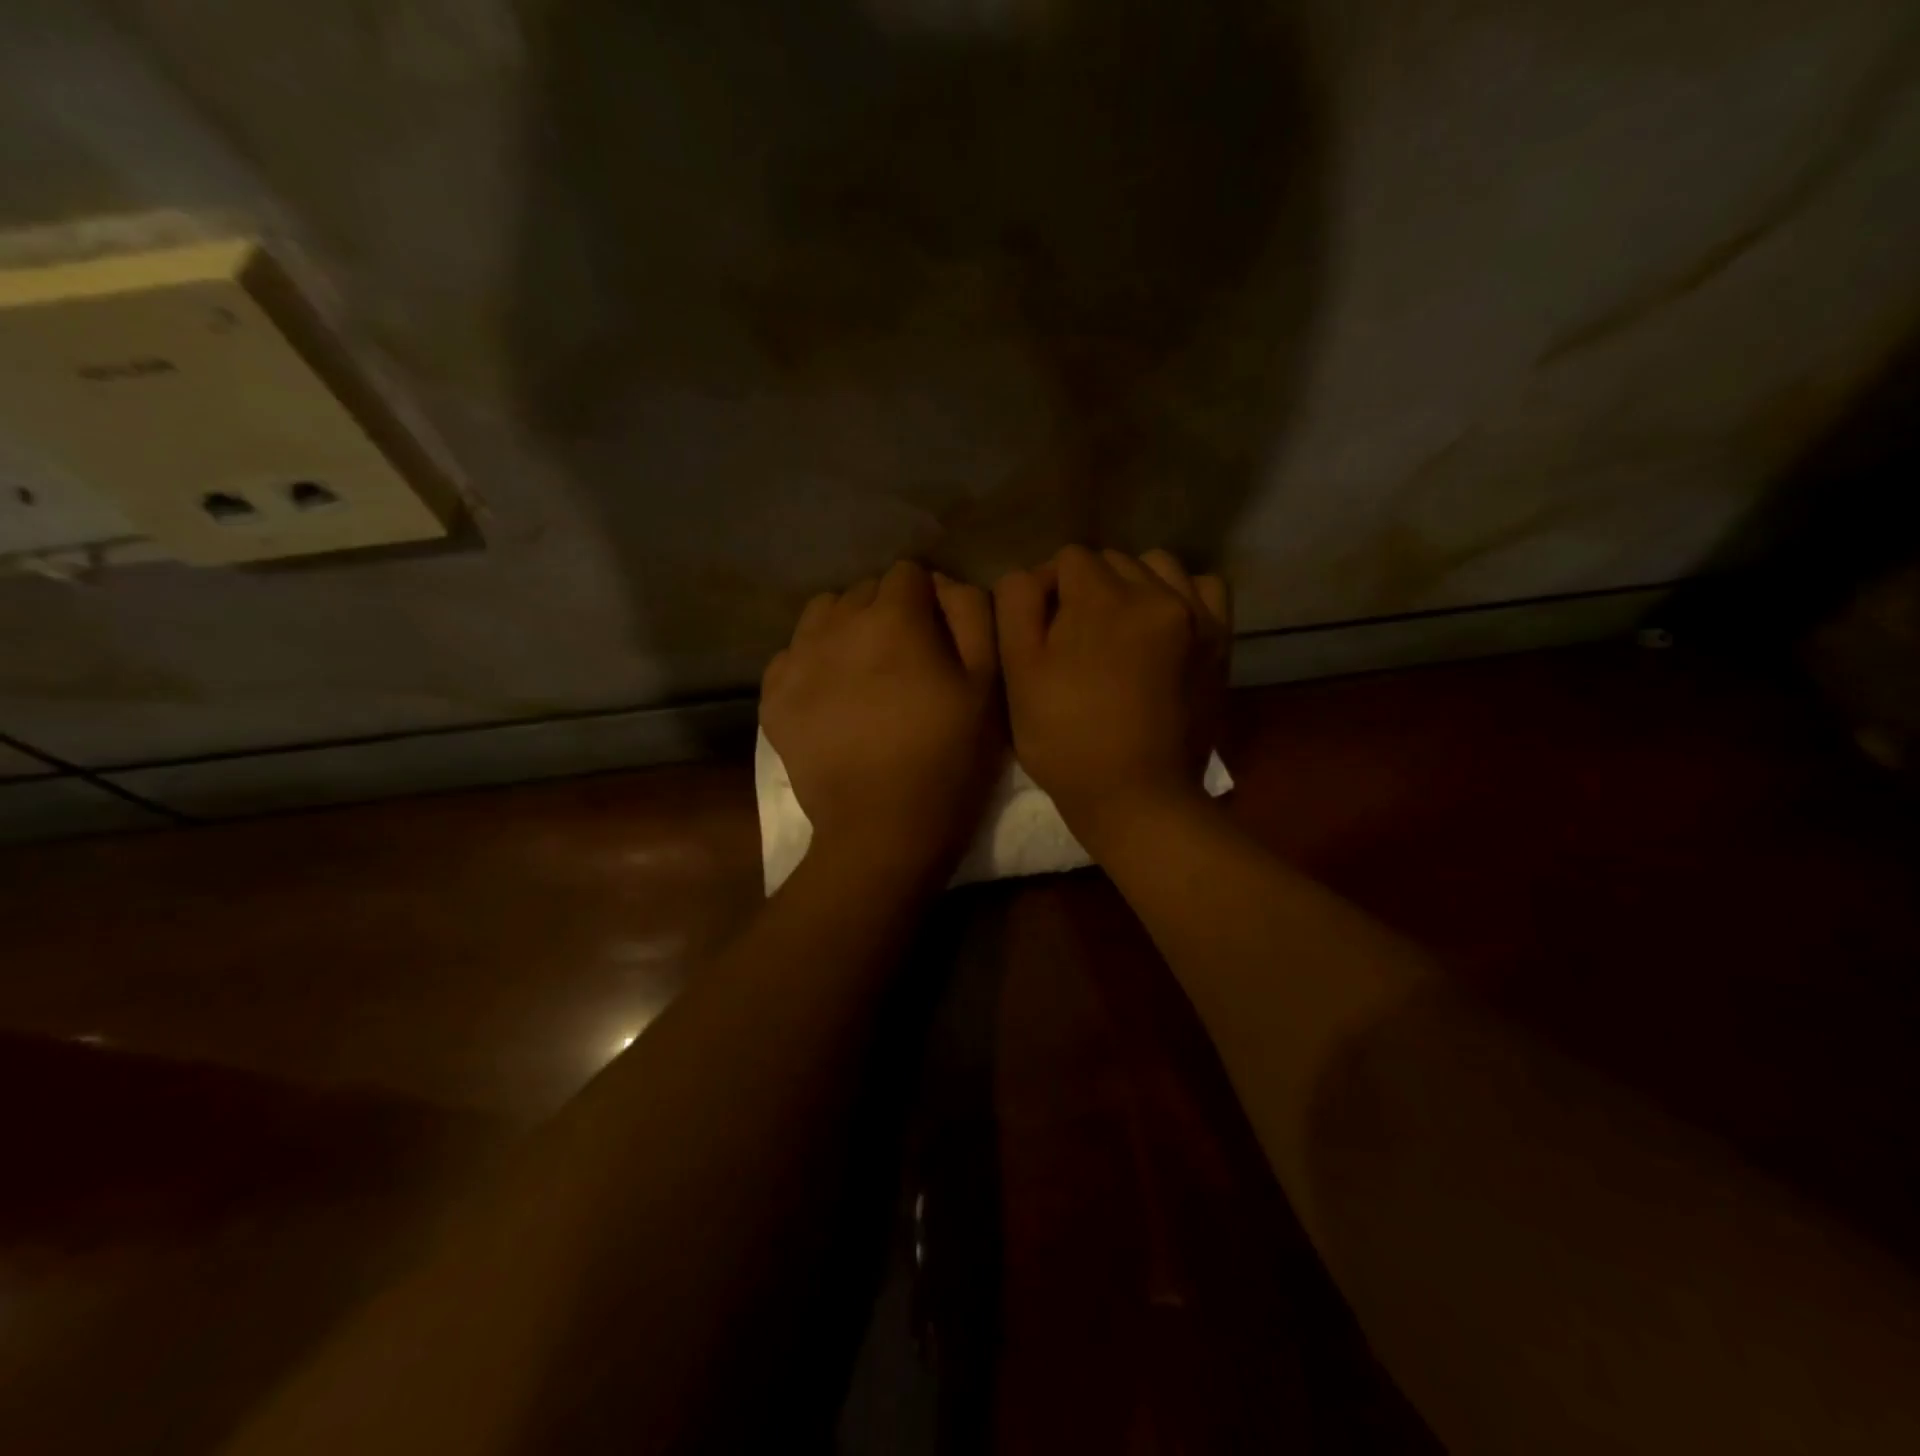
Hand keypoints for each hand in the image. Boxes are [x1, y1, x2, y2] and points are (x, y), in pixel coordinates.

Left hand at [762, 561, 1001, 883]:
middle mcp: (837, 624)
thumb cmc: (948, 758)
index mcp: (893, 617)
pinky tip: (830, 696)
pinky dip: (812, 662)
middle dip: (886, 611)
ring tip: (862, 669)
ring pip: (822, 614)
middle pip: (863, 590)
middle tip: (904, 659)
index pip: (908, 573)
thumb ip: (971, 614)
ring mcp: (797, 659)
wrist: (882, 829)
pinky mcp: (773, 695)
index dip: (927, 600)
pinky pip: (791, 653)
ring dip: (845, 627)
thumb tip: (942, 583)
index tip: (936, 634)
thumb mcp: (987, 684)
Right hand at [995, 546, 1230, 849]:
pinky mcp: (1220, 639)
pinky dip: (1180, 595)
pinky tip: (1163, 624)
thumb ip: (1017, 605)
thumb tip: (1034, 575)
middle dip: (1088, 589)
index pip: (1068, 559)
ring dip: (1132, 586)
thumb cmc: (1066, 740)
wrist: (1137, 796)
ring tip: (1120, 629)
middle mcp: (1156, 592)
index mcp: (1102, 598)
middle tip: (1076, 639)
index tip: (1043, 631)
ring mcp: (1195, 614)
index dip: (1048, 590)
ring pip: (1155, 567)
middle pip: (1111, 562)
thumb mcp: (1019, 673)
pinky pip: (1202, 587)